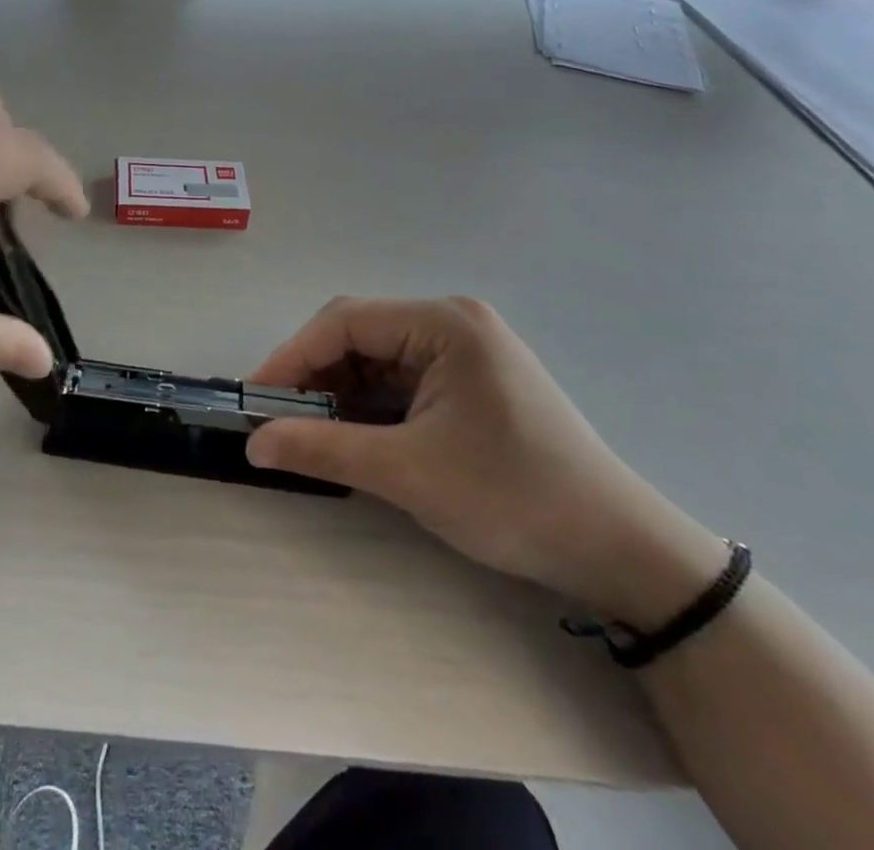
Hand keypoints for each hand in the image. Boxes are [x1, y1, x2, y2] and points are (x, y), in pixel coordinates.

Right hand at [245, 297, 726, 627]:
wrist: (619, 551)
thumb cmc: (513, 498)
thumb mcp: (408, 473)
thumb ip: (323, 449)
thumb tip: (253, 444)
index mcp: (444, 323)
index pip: (345, 322)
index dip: (292, 357)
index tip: (255, 400)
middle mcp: (453, 322)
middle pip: (360, 336)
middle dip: (316, 377)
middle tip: (279, 422)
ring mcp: (465, 350)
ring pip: (378, 359)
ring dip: (341, 393)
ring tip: (312, 434)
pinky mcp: (471, 380)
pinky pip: (402, 379)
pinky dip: (371, 404)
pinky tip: (356, 435)